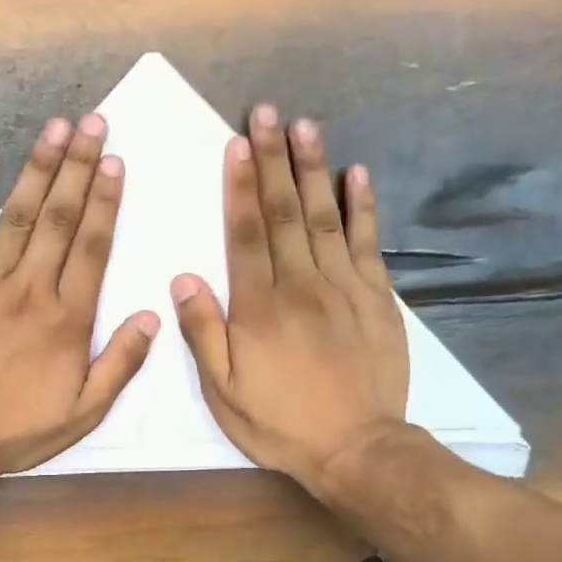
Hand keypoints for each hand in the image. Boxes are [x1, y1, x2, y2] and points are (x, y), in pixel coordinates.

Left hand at [0, 114, 159, 484]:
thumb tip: (151, 315)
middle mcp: (29, 288)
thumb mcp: (83, 412)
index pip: (92, 247)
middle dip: (78, 166)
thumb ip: (120, 363)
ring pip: (19, 214)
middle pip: (60, 218)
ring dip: (39, 168)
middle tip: (93, 122)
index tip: (115, 161)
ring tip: (56, 127)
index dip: (105, 202)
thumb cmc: (15, 429)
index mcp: (66, 318)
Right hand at [171, 105, 408, 496]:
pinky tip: (357, 174)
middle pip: (285, 212)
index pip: (245, 233)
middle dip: (273, 160)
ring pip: (326, 217)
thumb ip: (203, 333)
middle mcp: (301, 285)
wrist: (357, 448)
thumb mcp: (223, 391)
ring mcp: (344, 287)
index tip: (236, 143)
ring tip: (306, 126)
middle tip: (268, 113)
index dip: (239, 186)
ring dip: (314, 169)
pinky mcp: (377, 299)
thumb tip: (184, 278)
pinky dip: (363, 207)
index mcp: (258, 307)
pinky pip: (368, 243)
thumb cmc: (280, 423)